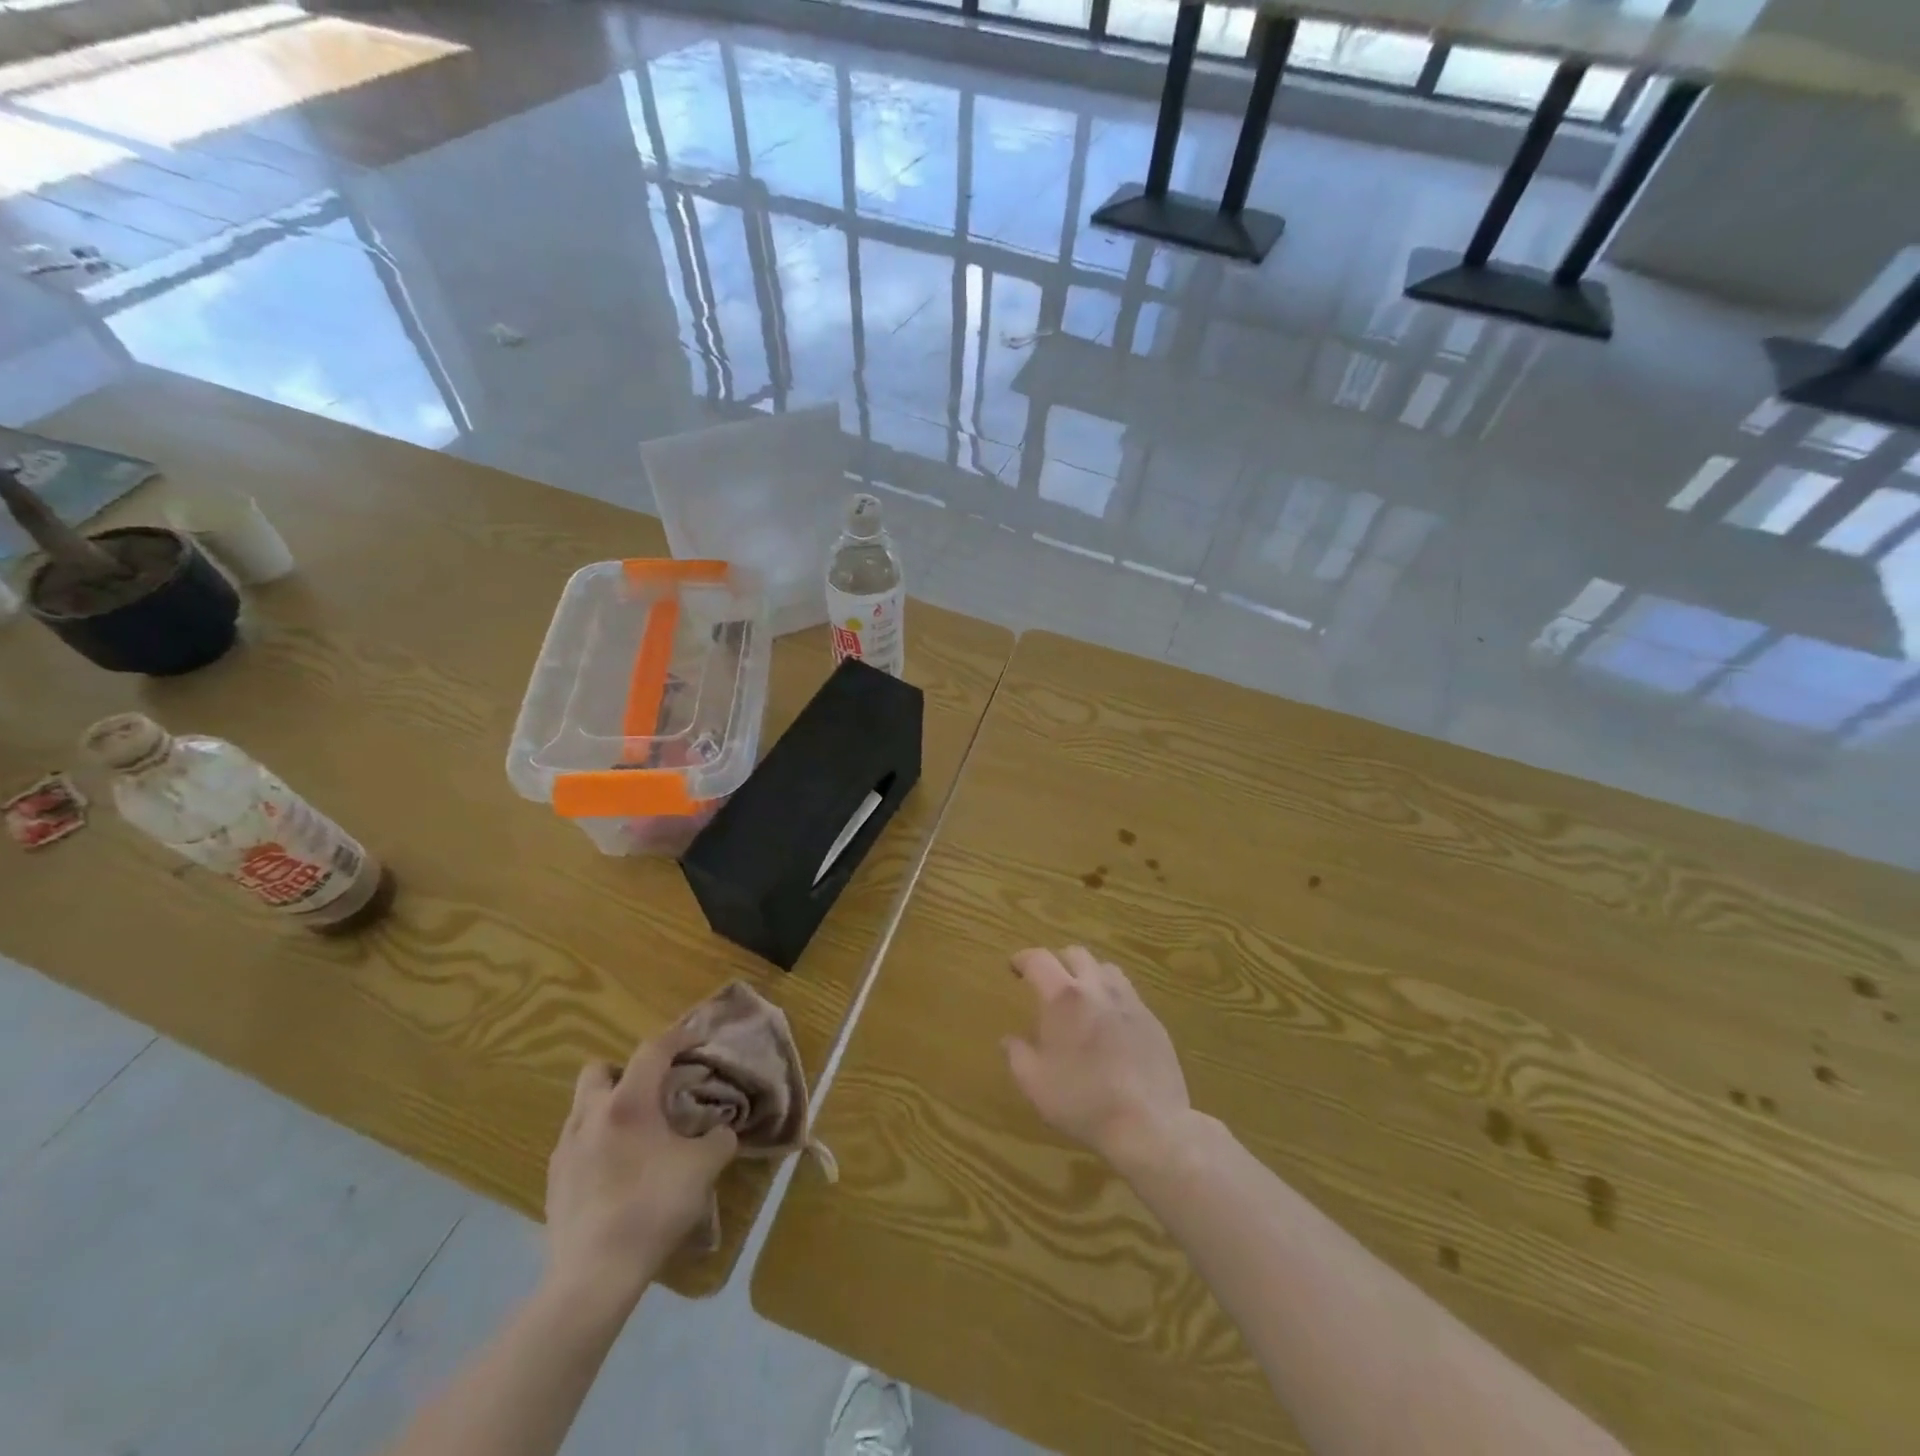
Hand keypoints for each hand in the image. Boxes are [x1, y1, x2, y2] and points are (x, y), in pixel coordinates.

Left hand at [544, 1027, 737, 1308]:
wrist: (594, 1276)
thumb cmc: (653, 1207)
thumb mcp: (704, 1168)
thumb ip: (719, 1139)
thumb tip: (720, 1130)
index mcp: (628, 1103)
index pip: (652, 1050)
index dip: (678, 1037)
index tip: (697, 1039)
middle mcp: (590, 1115)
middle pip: (599, 1070)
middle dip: (625, 1071)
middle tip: (652, 1091)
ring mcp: (565, 1149)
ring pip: (583, 1107)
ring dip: (608, 1107)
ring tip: (635, 1133)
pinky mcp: (553, 1182)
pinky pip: (575, 1143)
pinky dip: (596, 1142)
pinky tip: (616, 1170)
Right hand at [1003, 946, 1192, 1173]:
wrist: (1149, 1124)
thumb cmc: (1083, 1102)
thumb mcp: (1035, 1084)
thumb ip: (1017, 1055)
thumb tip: (1009, 1039)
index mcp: (1063, 997)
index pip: (1039, 960)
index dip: (1023, 958)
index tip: (1014, 966)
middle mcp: (1097, 988)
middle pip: (1076, 954)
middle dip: (1057, 961)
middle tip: (1048, 982)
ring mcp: (1129, 1002)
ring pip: (1106, 969)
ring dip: (1089, 974)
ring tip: (1082, 996)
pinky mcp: (1153, 1020)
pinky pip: (1128, 994)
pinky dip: (1112, 997)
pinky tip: (1110, 1023)